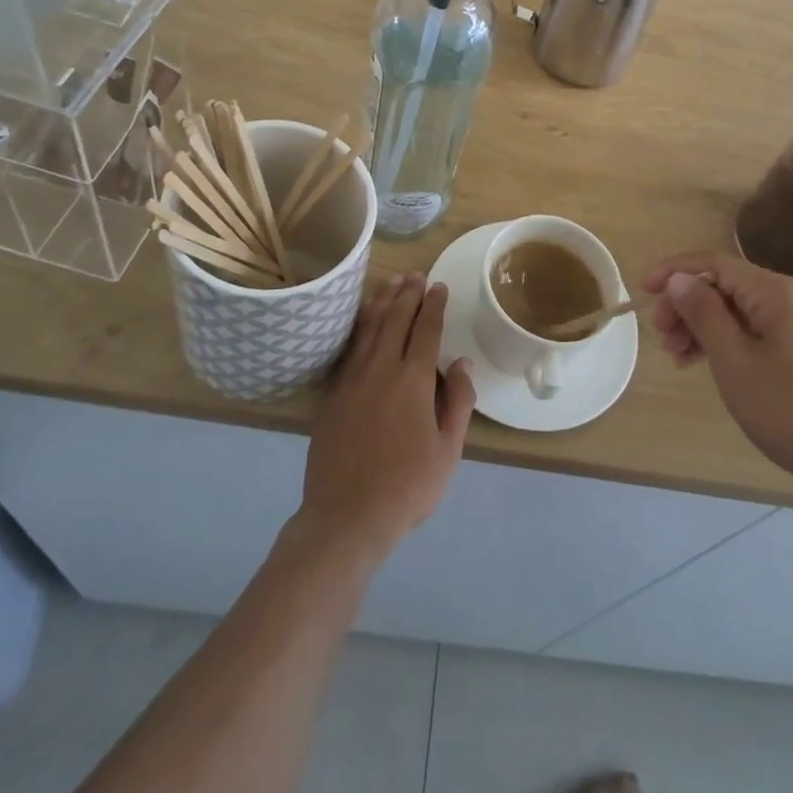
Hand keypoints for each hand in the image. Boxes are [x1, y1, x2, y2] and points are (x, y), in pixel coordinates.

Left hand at [298, 275, 475, 565]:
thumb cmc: (407, 487)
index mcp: (413, 380)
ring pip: (368, 328)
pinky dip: (358, 327)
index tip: (438, 286)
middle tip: (415, 275)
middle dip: (407, 294)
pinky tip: (361, 320)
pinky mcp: (331, 394)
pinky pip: (348, 348)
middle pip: (395, 320)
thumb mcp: (448, 450)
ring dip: (381, 301)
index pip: (426, 330)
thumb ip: (458, 402)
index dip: (433, 305)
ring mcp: (352, 379)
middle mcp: (381, 369)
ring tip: (391, 283)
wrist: (346, 516)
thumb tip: (461, 364)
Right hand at [644, 251, 792, 505]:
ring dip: (705, 326)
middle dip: (687, 305)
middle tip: (663, 340)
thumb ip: (703, 313)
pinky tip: (710, 364)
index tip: (642, 292)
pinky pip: (759, 329)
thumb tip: (679, 279)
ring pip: (741, 310)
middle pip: (726, 286)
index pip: (714, 263)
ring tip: (679, 358)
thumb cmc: (792, 410)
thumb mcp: (734, 361)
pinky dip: (729, 340)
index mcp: (776, 291)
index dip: (674, 271)